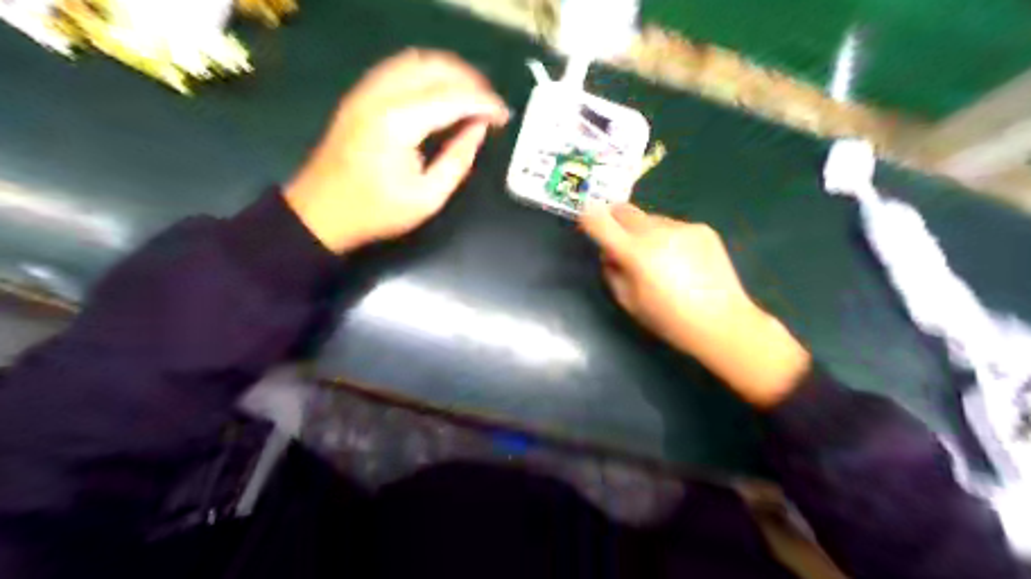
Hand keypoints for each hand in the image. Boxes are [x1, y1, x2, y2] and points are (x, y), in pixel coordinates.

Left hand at [282, 50, 508, 252]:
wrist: (320, 212)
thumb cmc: (376, 212)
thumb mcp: (428, 197)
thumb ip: (458, 159)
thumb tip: (479, 128)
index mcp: (399, 123)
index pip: (452, 97)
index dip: (484, 103)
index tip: (504, 116)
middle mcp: (381, 96)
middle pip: (435, 67)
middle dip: (471, 81)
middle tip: (491, 105)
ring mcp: (366, 91)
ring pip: (416, 60)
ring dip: (449, 71)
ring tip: (471, 95)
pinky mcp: (360, 95)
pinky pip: (399, 67)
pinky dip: (427, 72)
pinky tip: (440, 92)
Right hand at [582, 204, 808, 407]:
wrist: (722, 322)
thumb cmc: (669, 320)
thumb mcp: (629, 302)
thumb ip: (612, 272)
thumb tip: (608, 253)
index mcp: (636, 253)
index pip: (600, 220)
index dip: (588, 218)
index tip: (587, 222)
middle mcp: (657, 231)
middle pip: (624, 210)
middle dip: (614, 220)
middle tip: (620, 240)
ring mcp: (682, 227)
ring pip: (650, 219)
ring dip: (643, 231)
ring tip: (658, 258)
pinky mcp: (702, 228)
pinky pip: (673, 226)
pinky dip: (668, 237)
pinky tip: (681, 261)